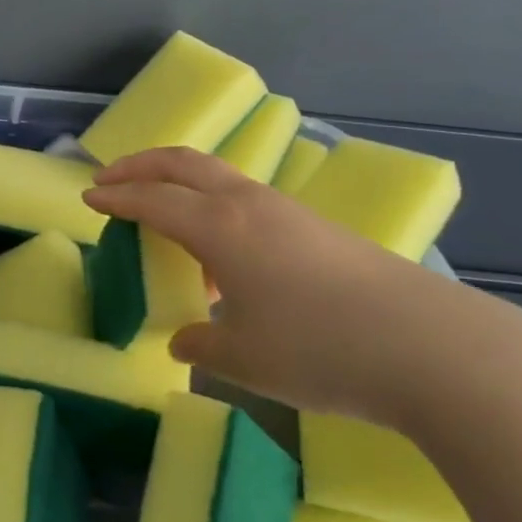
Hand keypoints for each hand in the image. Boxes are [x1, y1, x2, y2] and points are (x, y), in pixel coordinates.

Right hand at [84, 147, 477, 422]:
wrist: (434, 349)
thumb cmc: (322, 349)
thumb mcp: (245, 358)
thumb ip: (201, 345)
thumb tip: (183, 339)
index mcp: (219, 227)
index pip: (152, 199)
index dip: (115, 197)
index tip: (87, 197)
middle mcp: (248, 204)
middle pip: (182, 163)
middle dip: (140, 164)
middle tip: (109, 176)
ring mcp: (286, 211)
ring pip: (217, 176)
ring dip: (179, 182)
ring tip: (164, 218)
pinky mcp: (316, 227)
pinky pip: (246, 199)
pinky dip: (214, 206)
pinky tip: (225, 256)